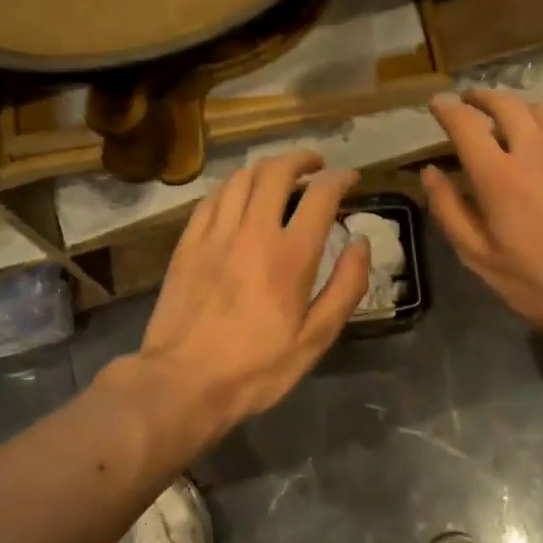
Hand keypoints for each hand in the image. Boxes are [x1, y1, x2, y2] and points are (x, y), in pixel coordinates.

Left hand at [137, 151, 368, 427]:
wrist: (182, 383)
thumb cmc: (256, 368)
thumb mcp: (315, 338)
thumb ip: (345, 286)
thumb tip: (360, 242)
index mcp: (290, 255)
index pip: (321, 195)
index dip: (341, 179)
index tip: (351, 180)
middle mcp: (252, 231)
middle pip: (277, 171)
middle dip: (302, 159)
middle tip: (317, 166)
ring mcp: (215, 233)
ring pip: (242, 177)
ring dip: (267, 168)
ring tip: (280, 176)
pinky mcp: (187, 242)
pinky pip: (212, 197)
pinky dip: (233, 186)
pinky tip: (239, 196)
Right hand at [422, 91, 542, 350]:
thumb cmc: (537, 282)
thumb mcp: (478, 256)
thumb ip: (449, 209)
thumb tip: (430, 172)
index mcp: (498, 175)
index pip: (466, 124)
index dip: (446, 109)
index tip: (436, 104)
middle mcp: (533, 151)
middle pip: (504, 105)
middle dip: (480, 97)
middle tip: (467, 100)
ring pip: (538, 110)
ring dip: (514, 106)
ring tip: (503, 114)